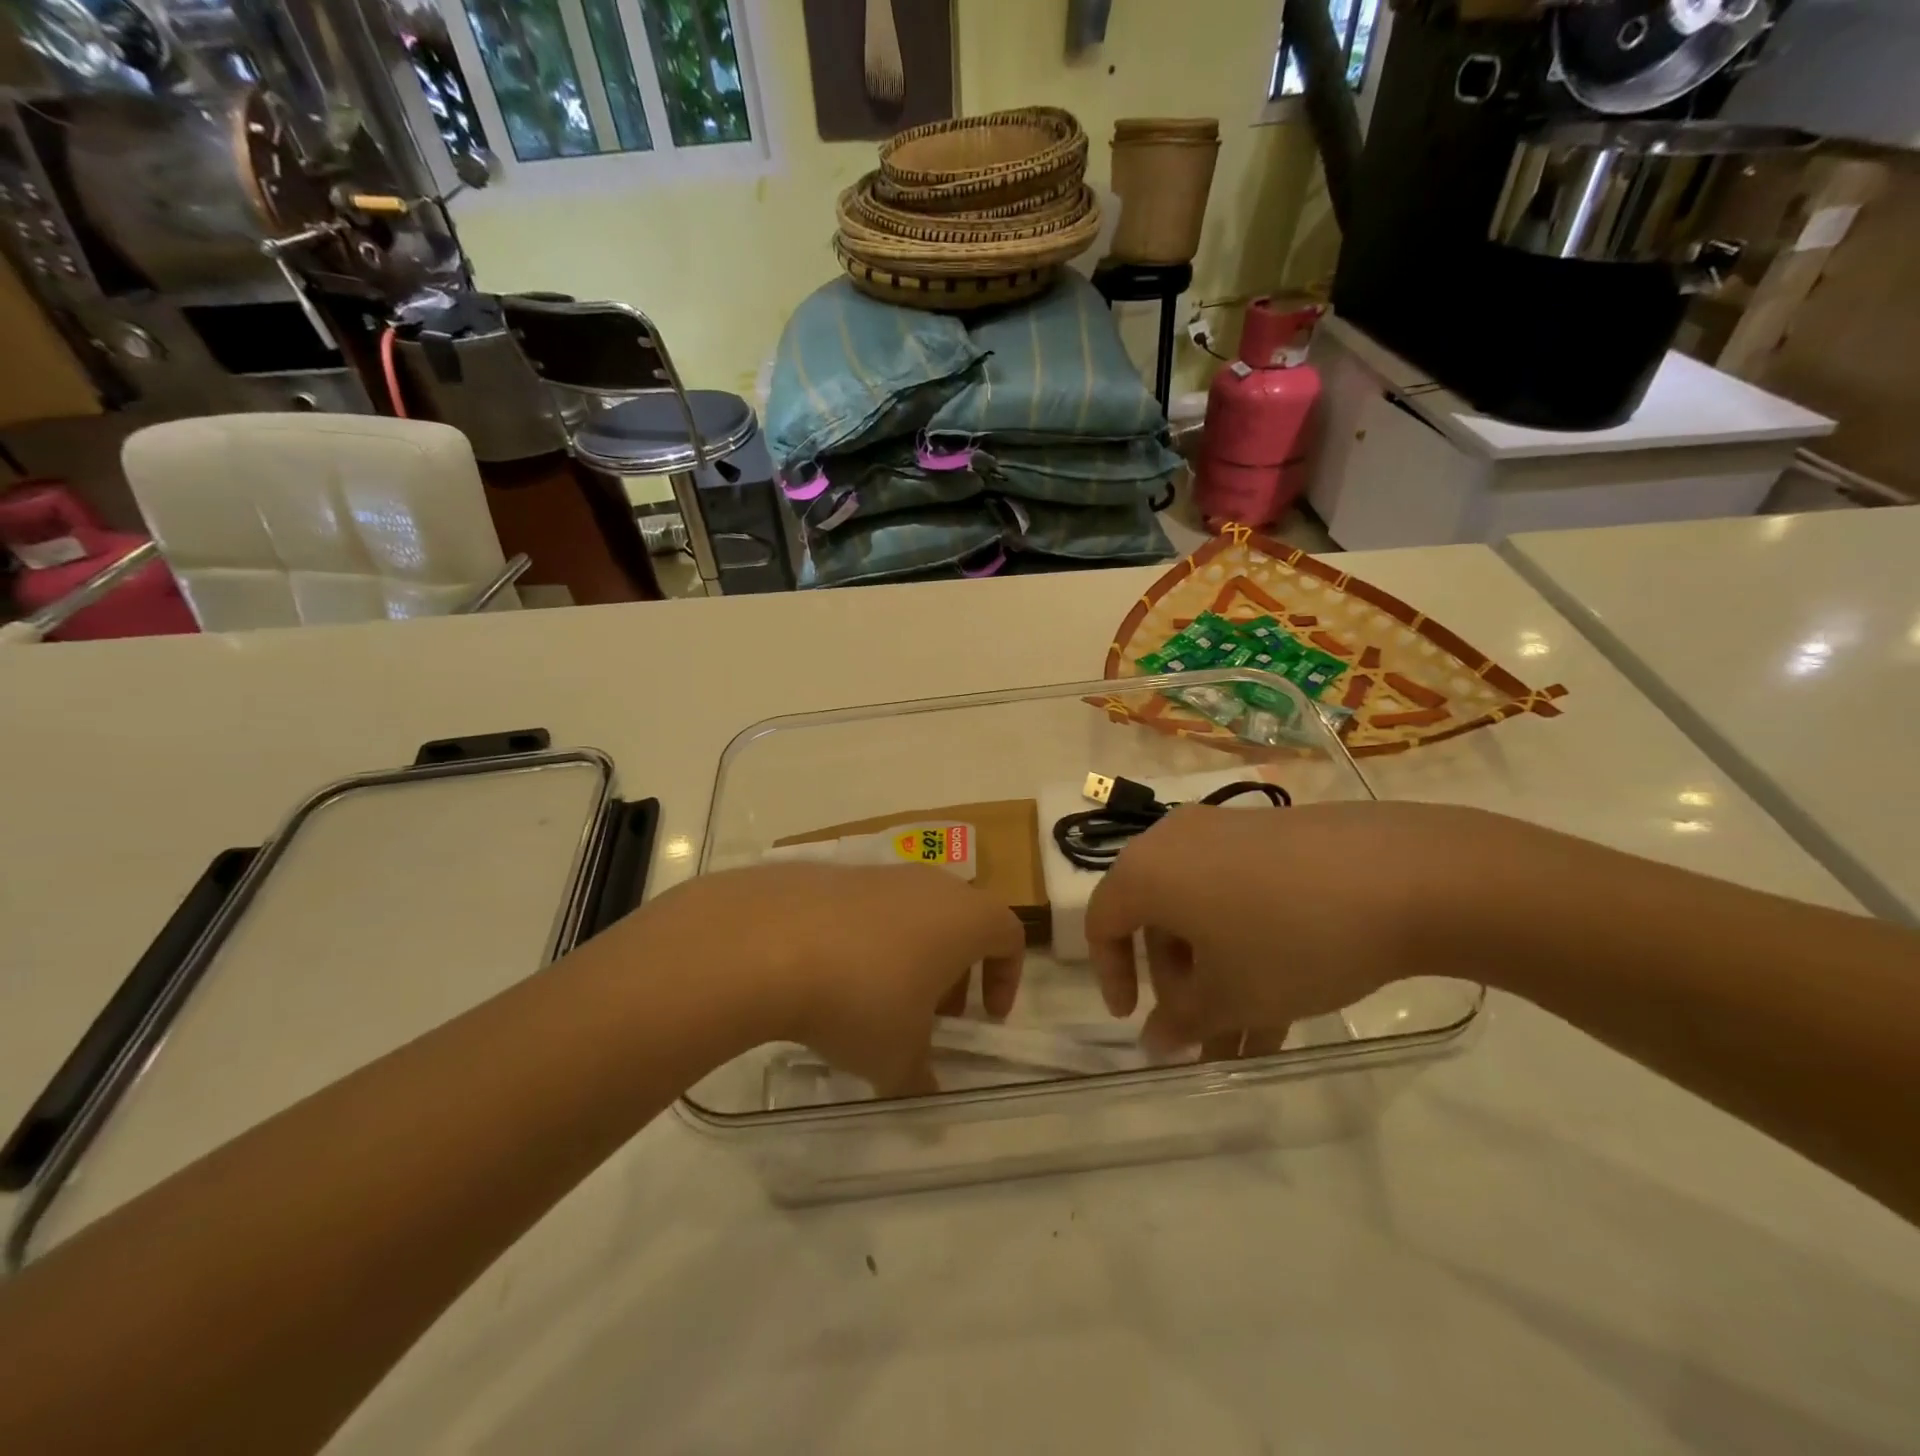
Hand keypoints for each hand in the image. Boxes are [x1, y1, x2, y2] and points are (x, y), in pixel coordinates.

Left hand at [631, 863, 1024, 1093]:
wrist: (768, 942)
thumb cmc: (860, 999)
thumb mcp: (897, 1057)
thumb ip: (920, 1077)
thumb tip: (923, 1091)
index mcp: (964, 918)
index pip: (1010, 935)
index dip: (1007, 977)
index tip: (985, 1017)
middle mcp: (929, 885)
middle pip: (960, 922)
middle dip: (954, 972)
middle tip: (932, 1016)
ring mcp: (878, 874)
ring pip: (912, 913)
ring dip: (908, 956)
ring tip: (877, 1001)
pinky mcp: (833, 874)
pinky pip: (866, 910)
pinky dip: (865, 942)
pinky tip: (831, 977)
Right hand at [1083, 801, 1488, 1052]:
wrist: (1403, 874)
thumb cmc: (1288, 938)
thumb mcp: (1231, 994)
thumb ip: (1182, 1021)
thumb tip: (1155, 1041)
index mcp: (1147, 871)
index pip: (1103, 922)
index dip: (1111, 975)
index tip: (1133, 1019)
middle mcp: (1176, 842)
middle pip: (1157, 920)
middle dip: (1179, 986)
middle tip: (1205, 1034)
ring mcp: (1228, 835)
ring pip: (1204, 913)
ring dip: (1219, 976)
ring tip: (1253, 1039)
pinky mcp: (1273, 838)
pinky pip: (1240, 895)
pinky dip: (1247, 944)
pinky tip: (1285, 1000)